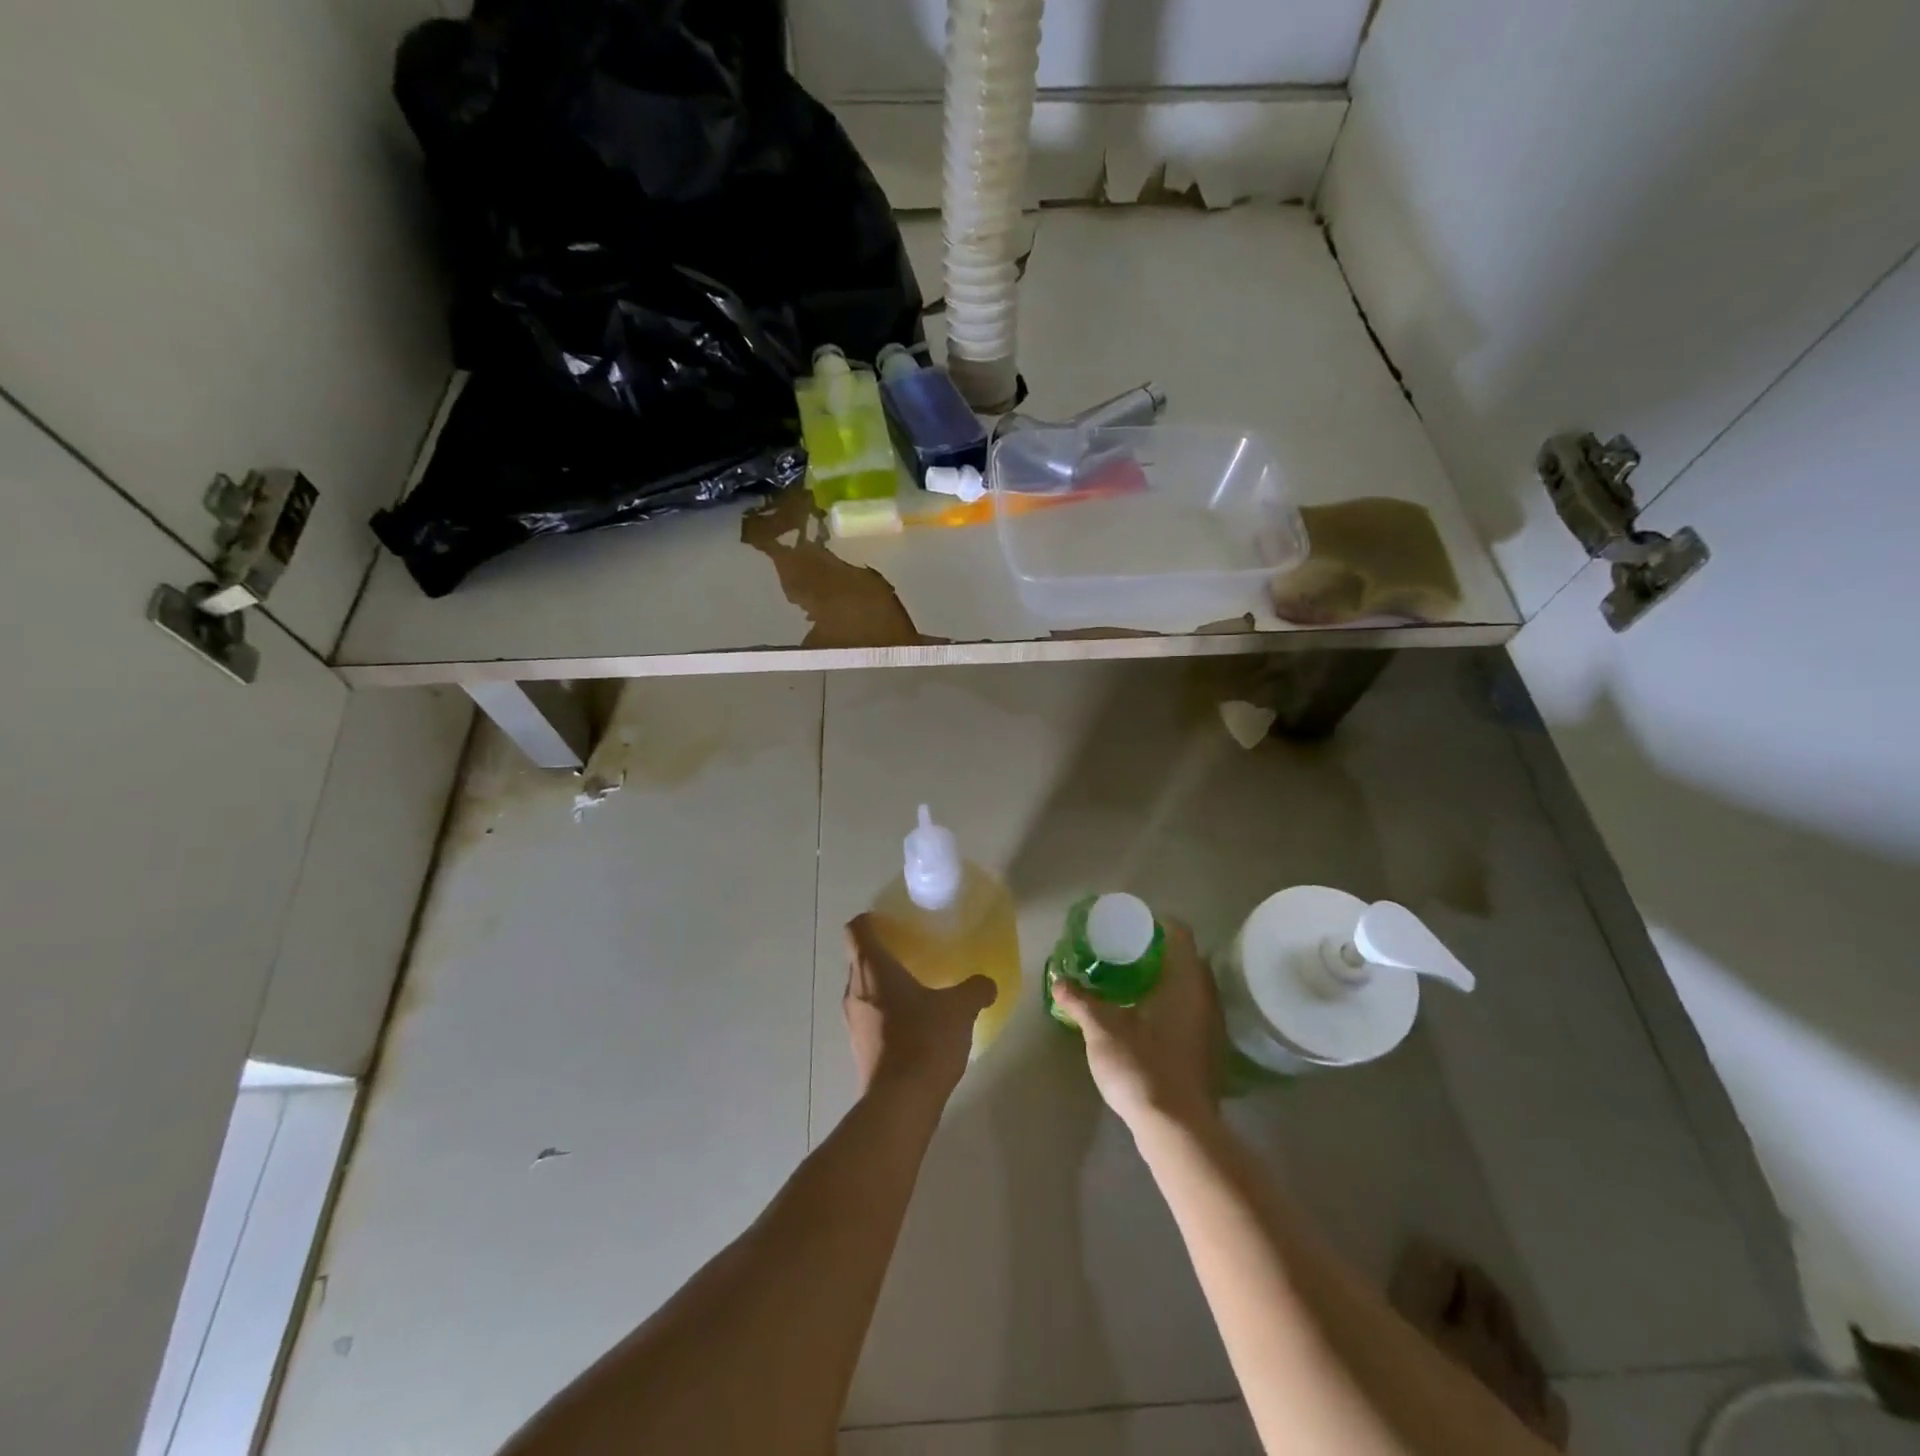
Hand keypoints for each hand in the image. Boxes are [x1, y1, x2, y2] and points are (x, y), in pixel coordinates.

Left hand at [844, 914, 994, 1103]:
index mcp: (872, 968)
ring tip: (917, 988)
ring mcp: (853, 1021)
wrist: (900, 1103)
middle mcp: (855, 989)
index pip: (857, 929)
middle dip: (882, 952)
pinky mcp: (859, 1048)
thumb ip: (975, 989)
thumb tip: (986, 984)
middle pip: (859, 958)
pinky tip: (915, 1024)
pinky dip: (886, 1012)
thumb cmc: (925, 1040)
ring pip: (864, 989)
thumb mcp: (960, 1009)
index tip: (894, 922)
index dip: (871, 920)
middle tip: (913, 952)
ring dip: (884, 985)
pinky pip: (870, 1017)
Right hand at [1050, 918, 1221, 1132]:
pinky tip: (1143, 1018)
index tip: (1129, 926)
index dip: (1155, 924)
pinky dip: (1168, 1007)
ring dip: (1162, 982)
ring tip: (1127, 983)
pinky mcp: (1206, 1053)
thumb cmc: (1142, 1066)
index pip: (1179, 934)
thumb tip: (1059, 981)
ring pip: (1187, 989)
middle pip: (1185, 960)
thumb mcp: (1102, 1029)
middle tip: (1121, 952)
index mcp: (1186, 981)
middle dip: (1155, 954)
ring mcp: (1210, 1027)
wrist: (1177, 1131)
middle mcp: (1206, 998)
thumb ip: (1081, 1001)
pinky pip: (1188, 1013)